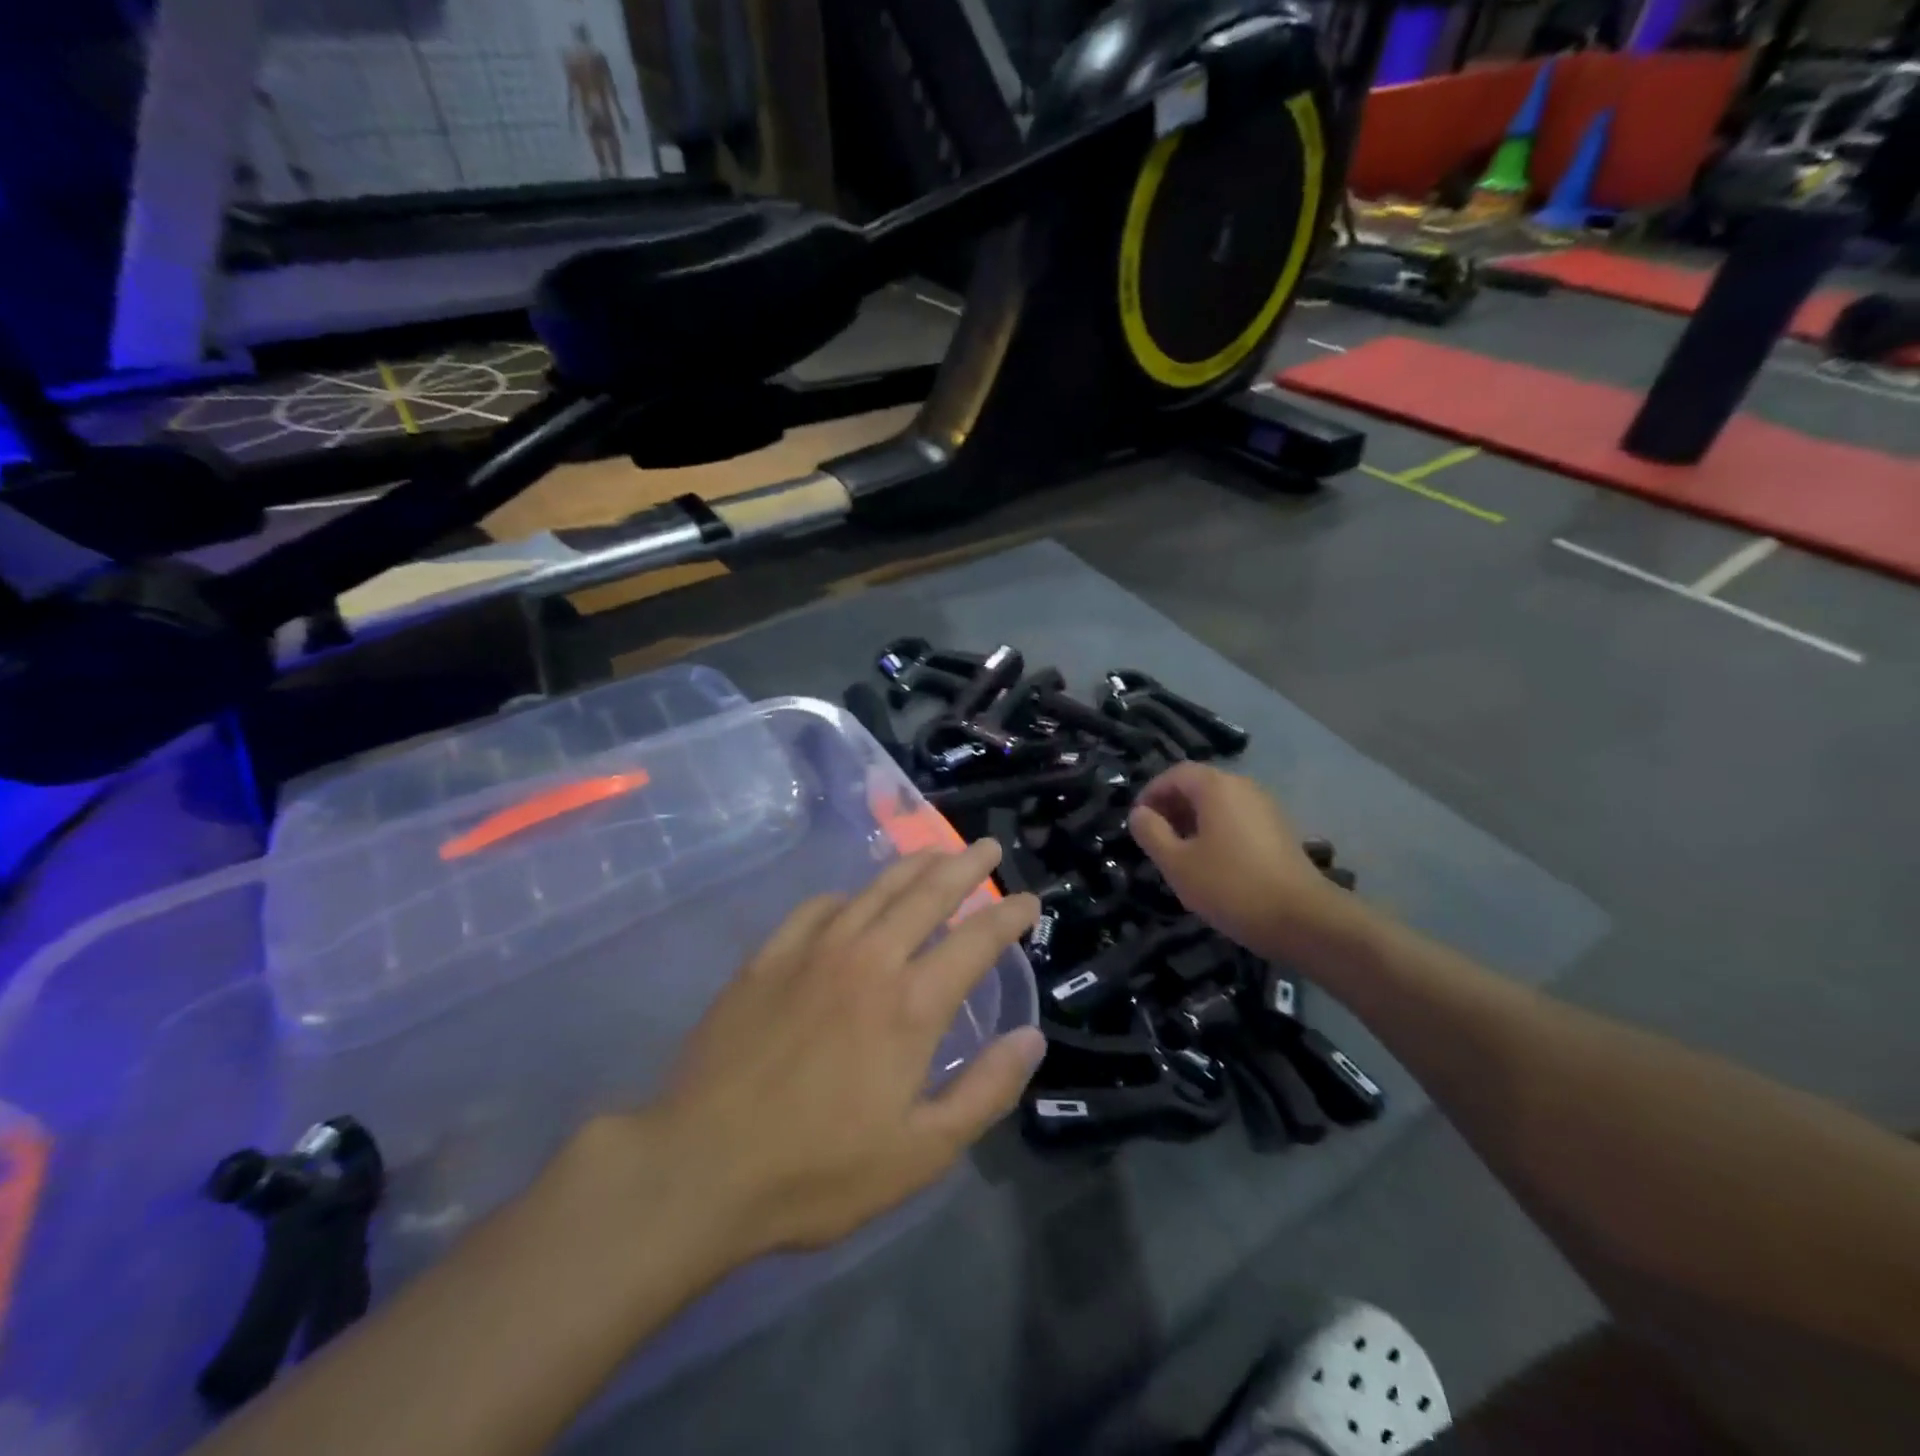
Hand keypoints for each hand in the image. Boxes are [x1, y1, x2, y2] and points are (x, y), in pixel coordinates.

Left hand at [646, 841, 1043, 1260]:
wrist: (700, 1165)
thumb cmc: (818, 1170)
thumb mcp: (920, 1153)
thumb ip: (985, 1091)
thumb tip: (1032, 1037)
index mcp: (911, 1005)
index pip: (975, 940)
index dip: (1007, 915)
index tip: (1029, 900)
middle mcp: (868, 960)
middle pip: (927, 894)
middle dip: (964, 866)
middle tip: (987, 849)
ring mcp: (813, 951)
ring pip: (875, 890)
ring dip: (912, 866)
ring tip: (936, 852)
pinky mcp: (768, 958)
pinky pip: (816, 908)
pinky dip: (846, 895)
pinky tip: (851, 898)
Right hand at [1129, 763, 1359, 960]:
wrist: (1303, 919)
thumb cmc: (1230, 886)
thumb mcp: (1177, 863)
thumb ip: (1151, 833)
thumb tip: (1139, 814)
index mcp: (1217, 787)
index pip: (1175, 773)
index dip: (1151, 793)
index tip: (1138, 821)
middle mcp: (1244, 787)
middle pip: (1199, 785)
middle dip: (1172, 807)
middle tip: (1155, 838)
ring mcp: (1266, 808)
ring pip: (1220, 804)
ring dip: (1194, 821)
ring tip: (1180, 854)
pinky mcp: (1280, 831)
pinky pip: (1238, 819)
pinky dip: (1218, 831)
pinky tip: (1212, 864)